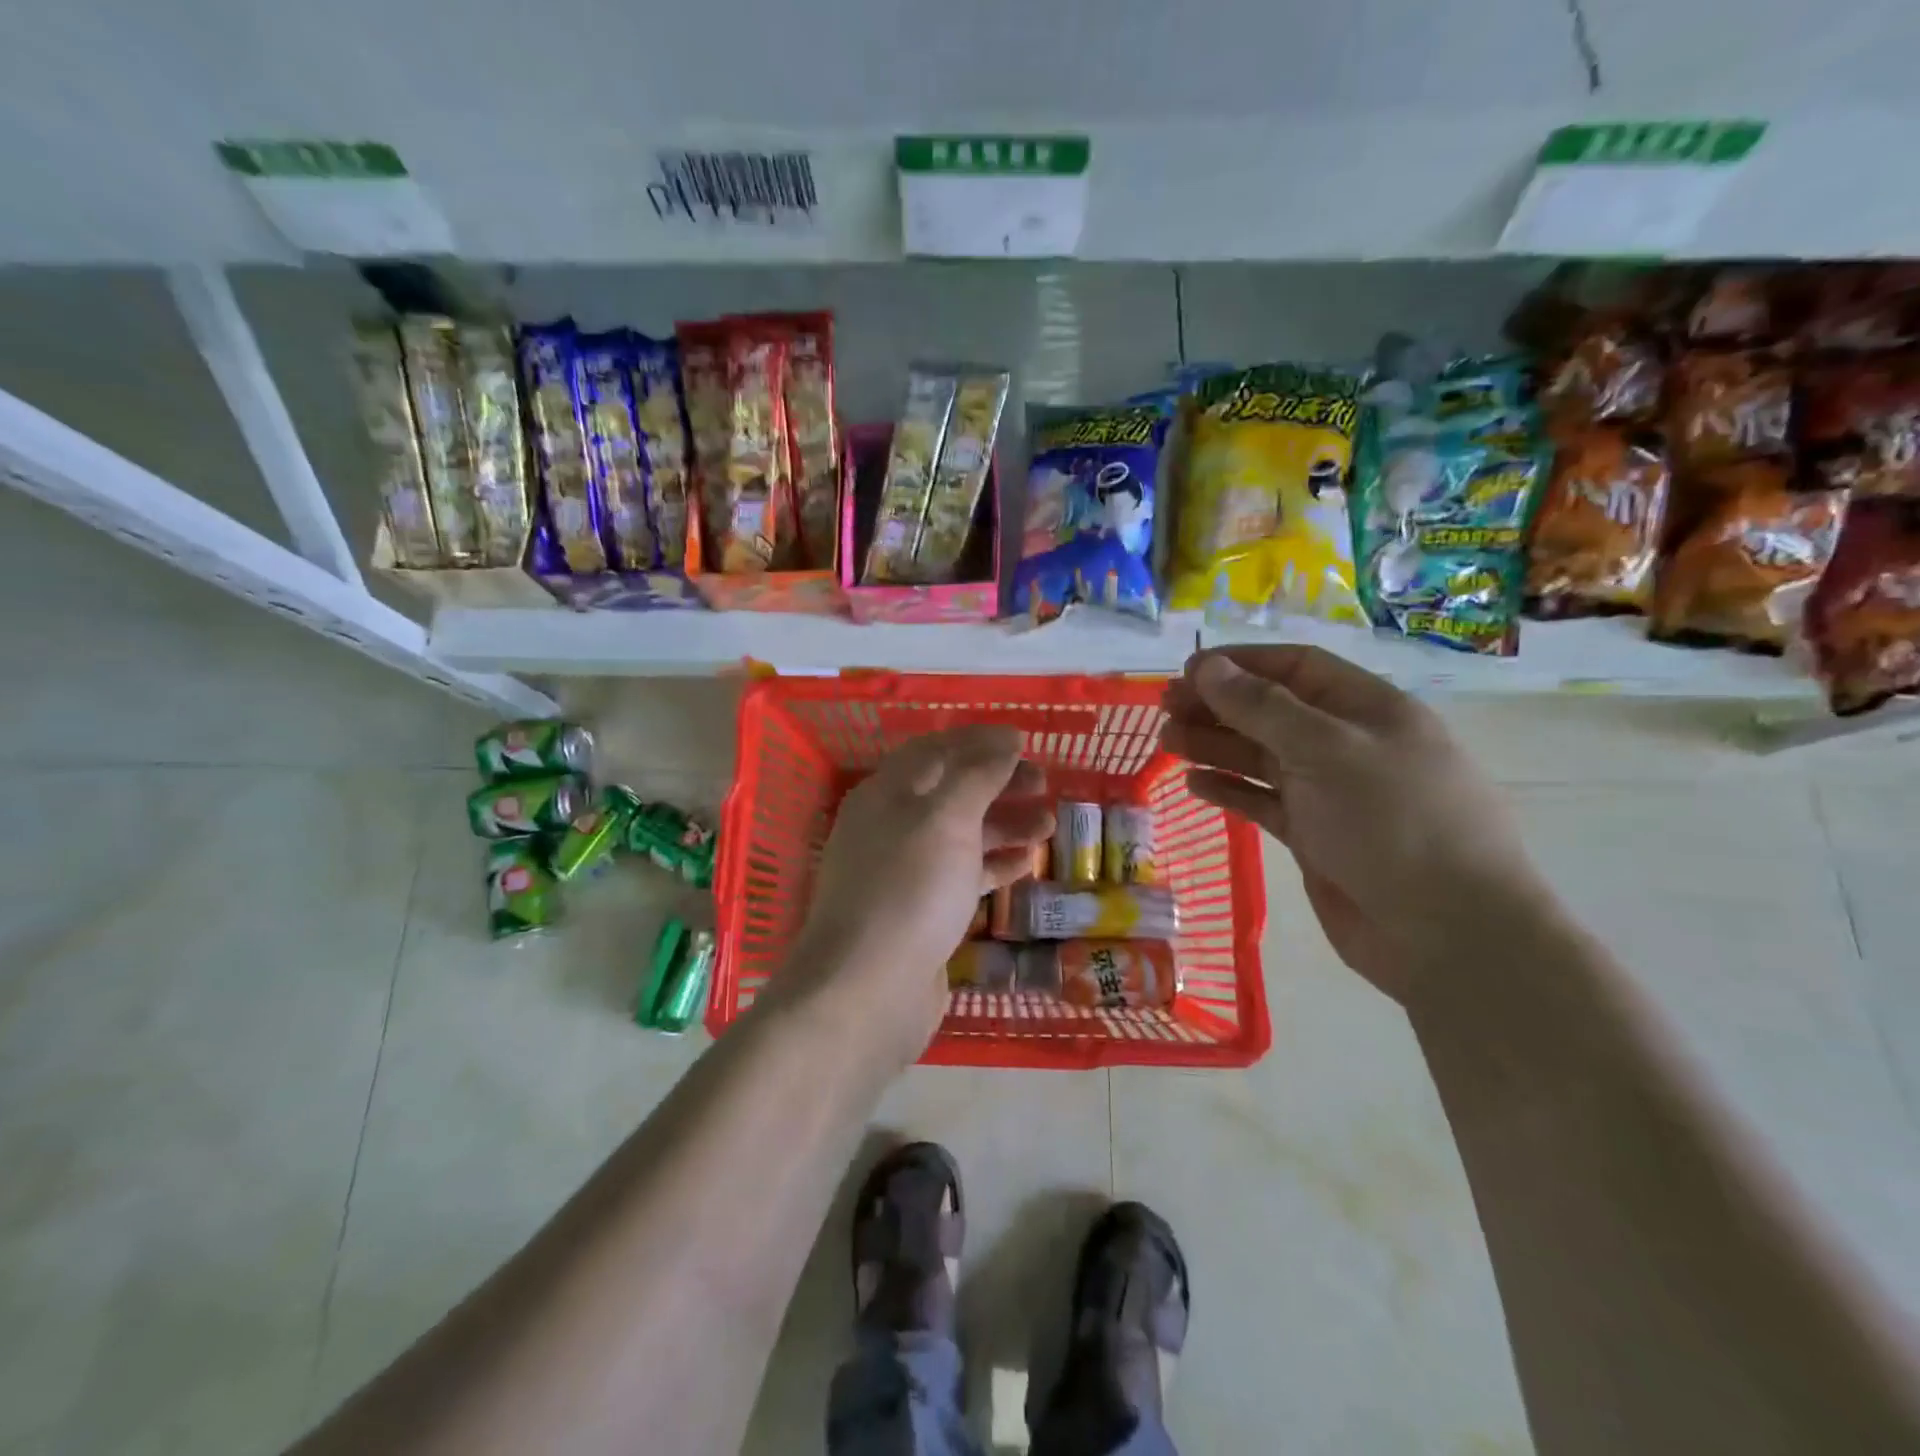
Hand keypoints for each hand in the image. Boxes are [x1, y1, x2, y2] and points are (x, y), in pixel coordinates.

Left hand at [773, 726, 1052, 1066]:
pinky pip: (961, 876)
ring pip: (960, 835)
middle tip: (1044, 783)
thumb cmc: (908, 889)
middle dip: (997, 783)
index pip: (936, 750)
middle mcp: (892, 826)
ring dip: (1004, 825)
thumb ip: (977, 775)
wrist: (868, 990)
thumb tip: (1005, 740)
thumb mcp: (946, 819)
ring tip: (1049, 826)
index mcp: (887, 793)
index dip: (979, 741)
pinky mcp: (920, 911)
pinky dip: (993, 866)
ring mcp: (905, 871)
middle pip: (950, 791)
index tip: (1025, 741)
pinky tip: (1025, 865)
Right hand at [1160, 647, 1542, 1004]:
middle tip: (1164, 709)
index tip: (1186, 671)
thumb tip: (1207, 666)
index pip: (1296, 668)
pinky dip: (1230, 790)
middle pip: (1272, 711)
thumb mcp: (1327, 751)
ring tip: (1167, 742)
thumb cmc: (1394, 823)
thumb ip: (1262, 708)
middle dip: (1218, 705)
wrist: (1447, 933)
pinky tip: (1194, 785)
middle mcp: (1347, 745)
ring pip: (1261, 757)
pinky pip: (1263, 801)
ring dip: (1215, 746)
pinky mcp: (1314, 836)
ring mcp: (1330, 793)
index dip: (1240, 664)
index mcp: (1367, 710)